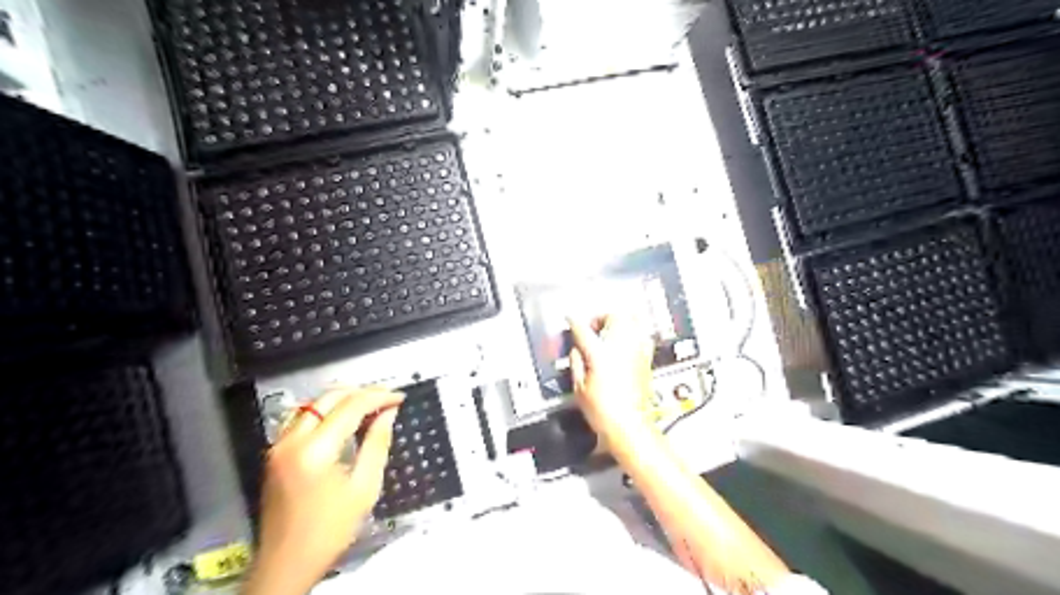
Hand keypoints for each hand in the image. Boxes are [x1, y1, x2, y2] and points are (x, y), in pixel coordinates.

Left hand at [243, 387, 405, 594]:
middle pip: (328, 397)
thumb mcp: (364, 488)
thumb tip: (388, 412)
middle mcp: (291, 440)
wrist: (286, 564)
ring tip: (369, 405)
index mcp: (315, 450)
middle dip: (361, 392)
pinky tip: (342, 418)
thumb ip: (377, 444)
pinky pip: (301, 417)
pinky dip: (324, 410)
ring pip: (312, 404)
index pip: (350, 407)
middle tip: (387, 399)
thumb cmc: (331, 530)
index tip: (400, 397)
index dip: (378, 397)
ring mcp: (279, 445)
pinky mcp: (275, 453)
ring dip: (342, 398)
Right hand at [572, 313, 654, 442]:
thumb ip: (576, 361)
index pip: (583, 329)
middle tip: (593, 327)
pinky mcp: (647, 358)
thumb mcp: (579, 387)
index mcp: (599, 353)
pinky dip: (633, 333)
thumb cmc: (602, 410)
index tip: (570, 319)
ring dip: (619, 321)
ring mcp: (636, 351)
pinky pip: (642, 335)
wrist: (629, 425)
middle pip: (614, 316)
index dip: (574, 322)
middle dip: (601, 317)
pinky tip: (626, 343)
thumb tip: (577, 349)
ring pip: (632, 320)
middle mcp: (620, 347)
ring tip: (610, 331)